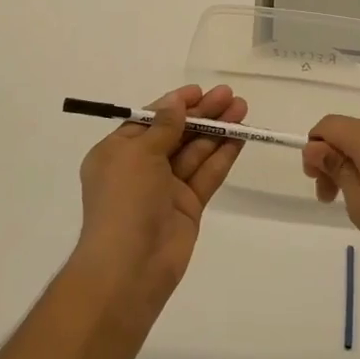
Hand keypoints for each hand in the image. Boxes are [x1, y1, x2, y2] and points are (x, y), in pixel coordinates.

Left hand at [72, 84, 246, 316]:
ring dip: (217, 130)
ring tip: (242, 109)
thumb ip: (164, 126)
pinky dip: (222, 156)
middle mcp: (141, 168)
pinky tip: (240, 137)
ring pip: (195, 152)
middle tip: (230, 95)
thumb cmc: (125, 200)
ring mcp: (166, 188)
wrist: (130, 267)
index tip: (200, 91)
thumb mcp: (139, 154)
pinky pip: (206, 174)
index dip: (175, 104)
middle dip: (202, 114)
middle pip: (176, 133)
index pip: (150, 120)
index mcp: (117, 152)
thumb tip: (176, 102)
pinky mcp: (188, 206)